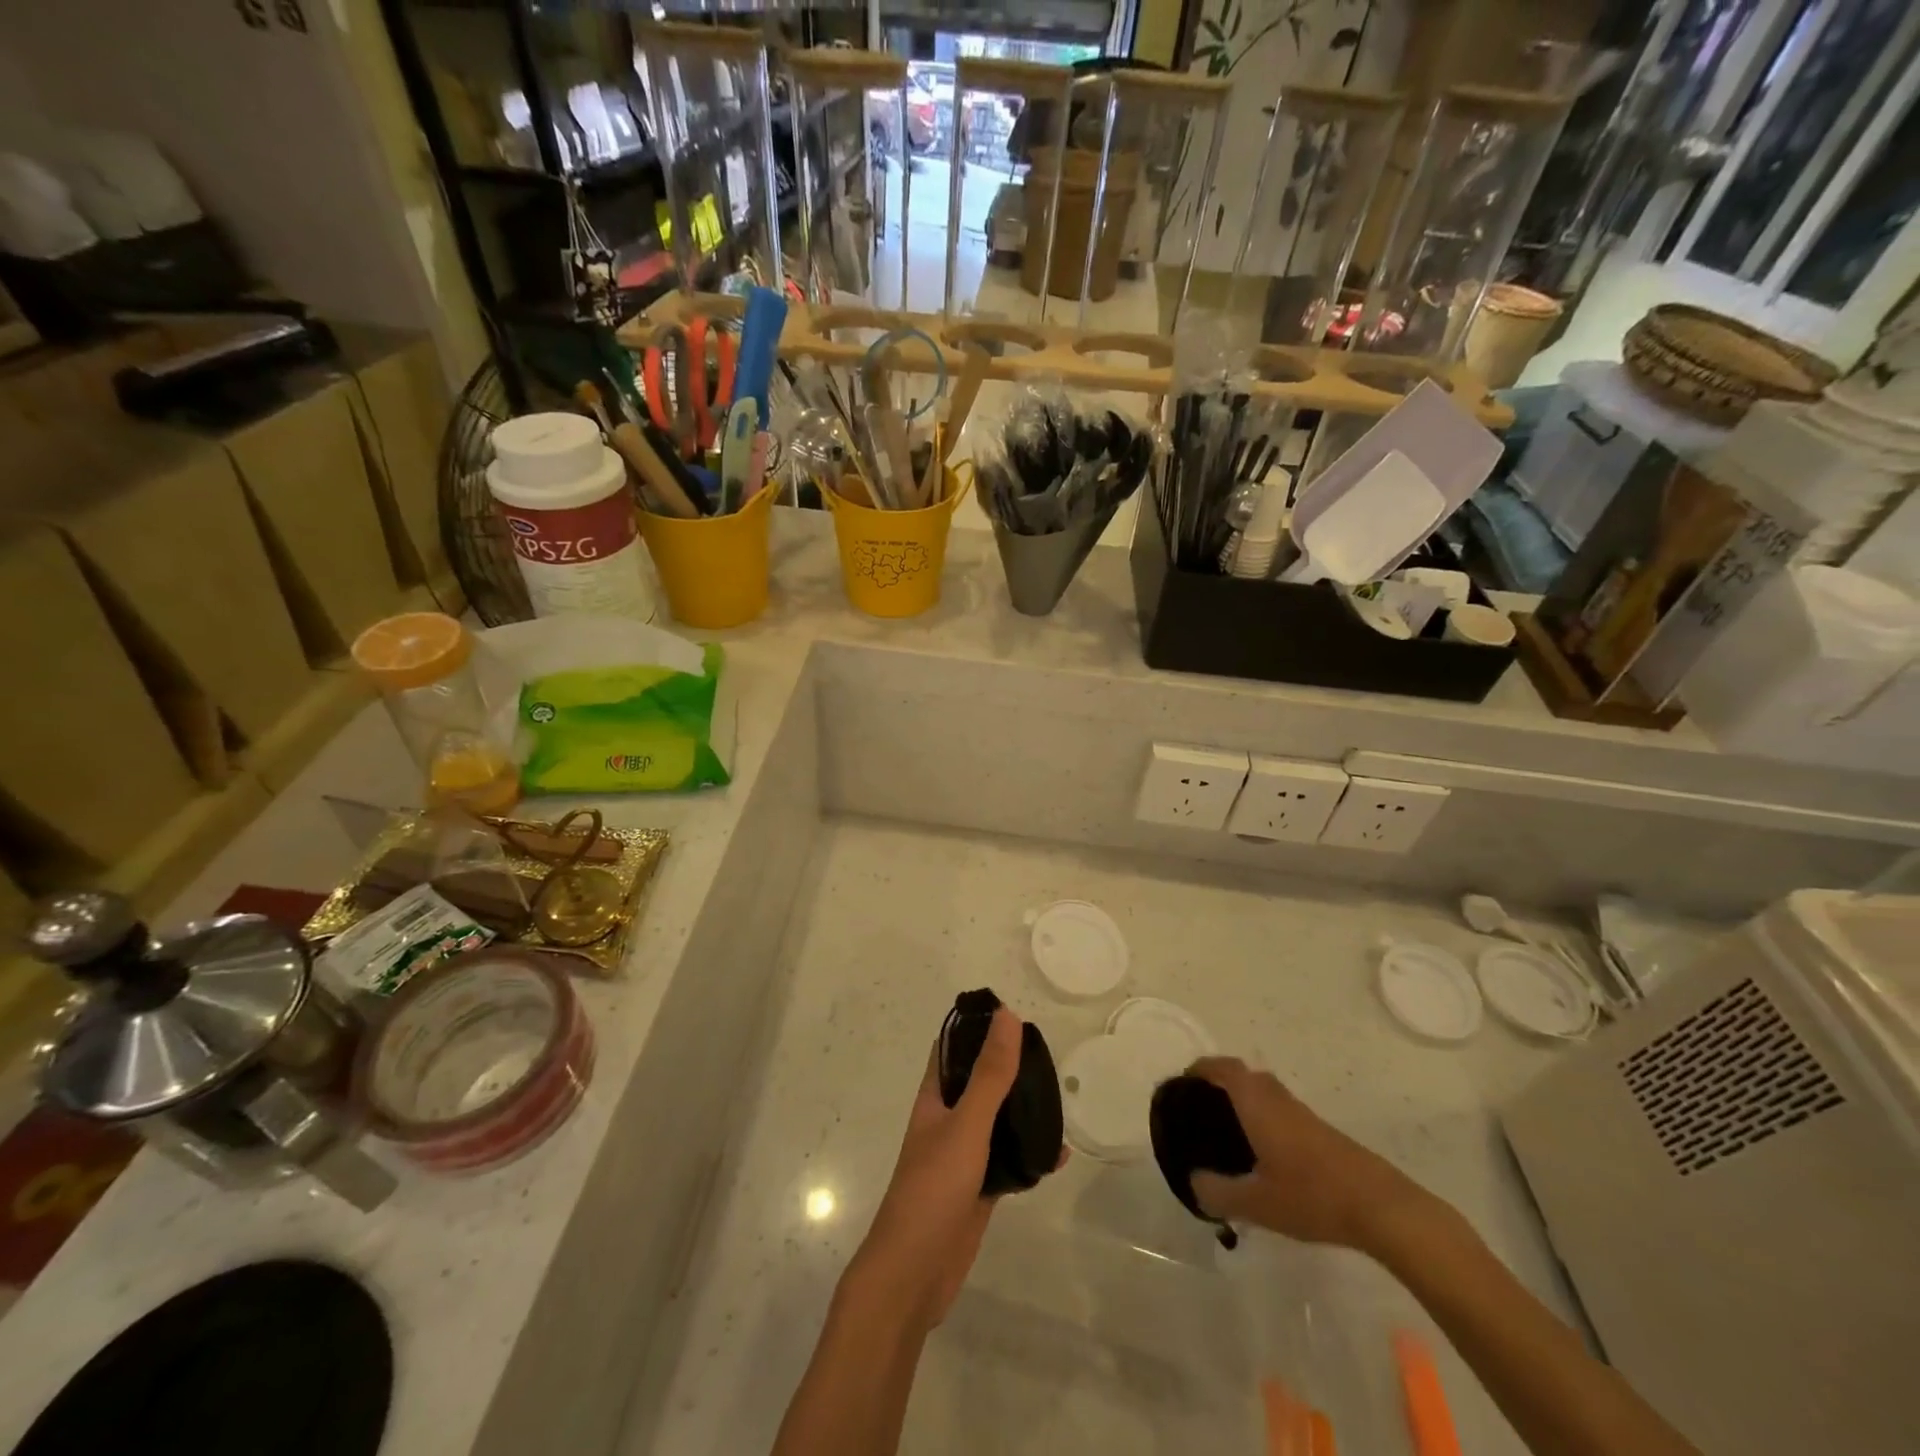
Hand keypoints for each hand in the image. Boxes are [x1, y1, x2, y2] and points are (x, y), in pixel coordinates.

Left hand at [848, 1007, 1058, 1333]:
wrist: (915, 1273)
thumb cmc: (933, 1187)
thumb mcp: (967, 1123)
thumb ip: (990, 1073)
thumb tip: (1007, 1015)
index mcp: (935, 1097)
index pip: (953, 1048)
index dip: (978, 1028)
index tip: (1013, 1015)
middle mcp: (947, 1120)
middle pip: (980, 1082)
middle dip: (1009, 1068)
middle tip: (1048, 1057)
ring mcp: (963, 1155)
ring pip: (997, 1121)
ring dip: (1023, 1111)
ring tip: (1059, 1099)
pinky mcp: (979, 1188)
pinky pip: (1009, 1161)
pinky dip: (1031, 1155)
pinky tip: (1059, 1155)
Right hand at [1187, 1057, 1422, 1251]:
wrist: (1381, 1207)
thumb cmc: (1312, 1196)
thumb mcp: (1257, 1203)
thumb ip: (1218, 1193)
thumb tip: (1193, 1183)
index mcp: (1256, 1102)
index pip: (1223, 1068)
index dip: (1201, 1069)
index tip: (1182, 1084)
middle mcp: (1277, 1098)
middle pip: (1243, 1075)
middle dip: (1219, 1084)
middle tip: (1199, 1109)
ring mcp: (1302, 1113)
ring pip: (1263, 1092)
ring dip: (1243, 1100)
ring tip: (1226, 1132)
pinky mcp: (1320, 1132)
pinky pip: (1279, 1110)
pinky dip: (1262, 1117)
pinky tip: (1261, 1153)